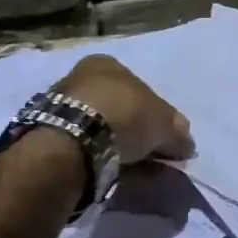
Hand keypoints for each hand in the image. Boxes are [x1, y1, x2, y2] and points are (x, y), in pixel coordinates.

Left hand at [56, 55, 193, 164]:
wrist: (73, 140)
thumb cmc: (123, 114)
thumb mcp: (162, 121)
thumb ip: (176, 131)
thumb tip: (186, 142)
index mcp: (106, 63)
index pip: (139, 86)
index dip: (157, 113)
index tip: (167, 137)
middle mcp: (82, 78)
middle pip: (120, 108)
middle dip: (138, 132)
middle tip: (155, 156)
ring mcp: (63, 107)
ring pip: (103, 129)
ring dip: (122, 148)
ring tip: (139, 171)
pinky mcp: (52, 136)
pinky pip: (88, 147)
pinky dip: (104, 158)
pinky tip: (117, 174)